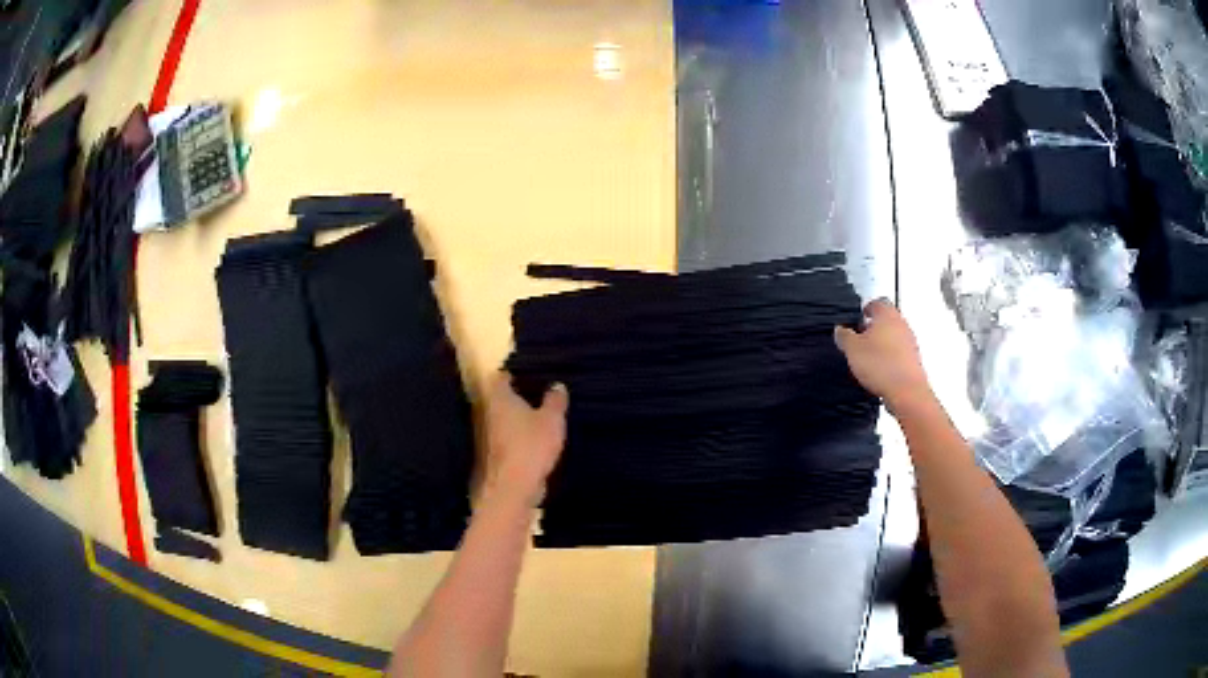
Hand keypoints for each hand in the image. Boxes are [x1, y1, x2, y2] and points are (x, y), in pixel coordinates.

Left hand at [484, 373, 568, 507]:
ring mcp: (486, 435)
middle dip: (516, 395)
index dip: (513, 372)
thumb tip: (556, 385)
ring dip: (516, 418)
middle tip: (538, 393)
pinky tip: (533, 440)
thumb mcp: (552, 420)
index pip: (501, 376)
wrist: (512, 487)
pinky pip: (506, 438)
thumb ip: (555, 401)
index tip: (529, 373)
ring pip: (502, 419)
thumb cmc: (531, 445)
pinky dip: (517, 436)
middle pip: (499, 397)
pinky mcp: (492, 455)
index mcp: (499, 397)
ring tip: (539, 416)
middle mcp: (487, 412)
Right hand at [834, 299, 932, 410]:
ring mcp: (910, 342)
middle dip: (875, 327)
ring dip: (883, 343)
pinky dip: (891, 358)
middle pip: (888, 319)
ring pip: (895, 336)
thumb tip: (840, 331)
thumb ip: (844, 336)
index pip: (877, 302)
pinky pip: (900, 353)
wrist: (905, 391)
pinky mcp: (913, 360)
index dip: (867, 308)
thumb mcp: (852, 349)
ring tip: (870, 356)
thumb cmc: (883, 366)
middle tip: (862, 335)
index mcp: (887, 314)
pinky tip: (881, 370)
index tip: (862, 314)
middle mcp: (901, 324)